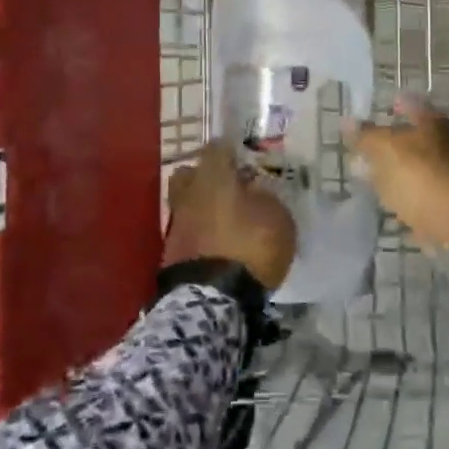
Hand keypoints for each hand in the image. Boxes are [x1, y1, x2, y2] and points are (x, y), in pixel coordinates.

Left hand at [163, 142, 296, 290]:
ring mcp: (175, 224)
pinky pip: (187, 232)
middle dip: (206, 177)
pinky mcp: (170, 253)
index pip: (217, 148)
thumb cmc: (249, 247)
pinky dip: (199, 234)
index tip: (244, 160)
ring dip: (202, 209)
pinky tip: (217, 245)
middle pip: (190, 174)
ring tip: (225, 222)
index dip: (231, 152)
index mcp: (212, 177)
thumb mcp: (278, 219)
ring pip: (186, 204)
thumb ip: (267, 198)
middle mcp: (188, 194)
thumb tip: (256, 192)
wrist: (211, 300)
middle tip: (229, 188)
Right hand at [346, 97, 448, 252]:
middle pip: (417, 136)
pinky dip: (410, 191)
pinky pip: (424, 189)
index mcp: (433, 123)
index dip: (395, 106)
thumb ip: (365, 135)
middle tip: (371, 149)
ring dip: (401, 168)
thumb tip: (347, 121)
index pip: (411, 105)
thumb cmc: (419, 175)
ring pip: (420, 163)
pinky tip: (394, 199)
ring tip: (377, 177)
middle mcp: (448, 142)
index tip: (381, 111)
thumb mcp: (384, 149)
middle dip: (395, 141)